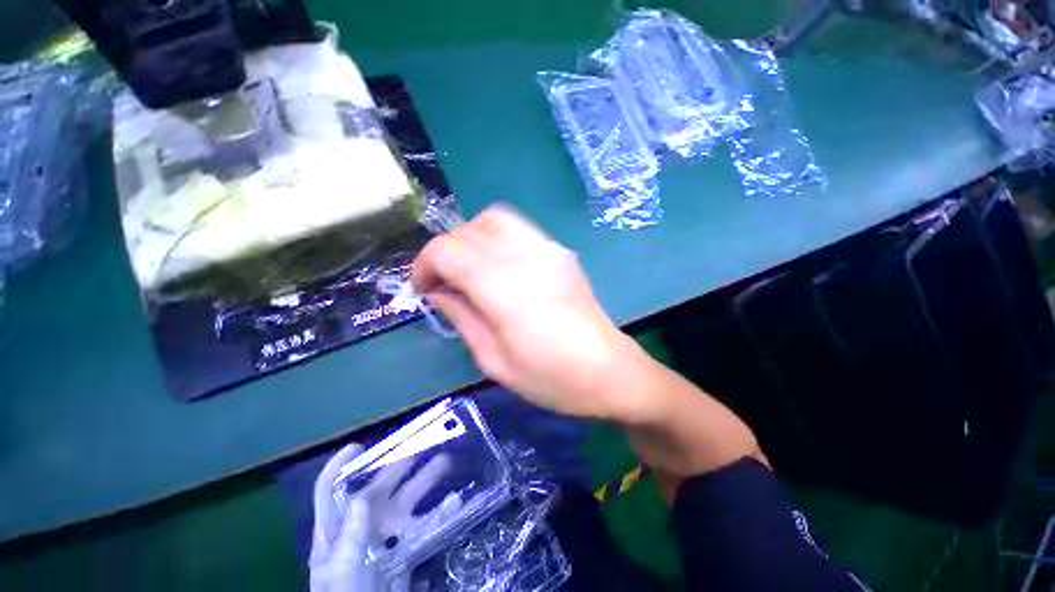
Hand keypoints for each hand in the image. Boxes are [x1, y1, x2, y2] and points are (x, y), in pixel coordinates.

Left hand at [310, 444, 459, 591]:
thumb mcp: (340, 570)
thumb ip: (350, 536)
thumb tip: (362, 497)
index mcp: (336, 528)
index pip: (330, 489)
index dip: (340, 465)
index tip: (359, 446)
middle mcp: (362, 524)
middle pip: (380, 485)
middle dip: (401, 462)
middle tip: (425, 442)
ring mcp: (386, 536)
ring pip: (408, 499)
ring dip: (427, 480)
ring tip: (448, 462)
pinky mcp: (405, 548)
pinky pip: (425, 524)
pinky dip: (441, 512)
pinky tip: (456, 502)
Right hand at [412, 206, 654, 420]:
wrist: (609, 371)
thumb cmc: (550, 377)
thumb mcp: (493, 359)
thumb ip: (461, 317)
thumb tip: (438, 292)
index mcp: (503, 286)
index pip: (446, 249)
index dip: (424, 265)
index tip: (423, 291)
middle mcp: (524, 255)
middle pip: (467, 230)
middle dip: (444, 252)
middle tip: (445, 283)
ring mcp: (547, 248)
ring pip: (493, 219)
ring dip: (470, 239)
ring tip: (470, 271)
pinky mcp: (560, 251)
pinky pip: (518, 229)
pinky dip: (496, 238)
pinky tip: (500, 268)